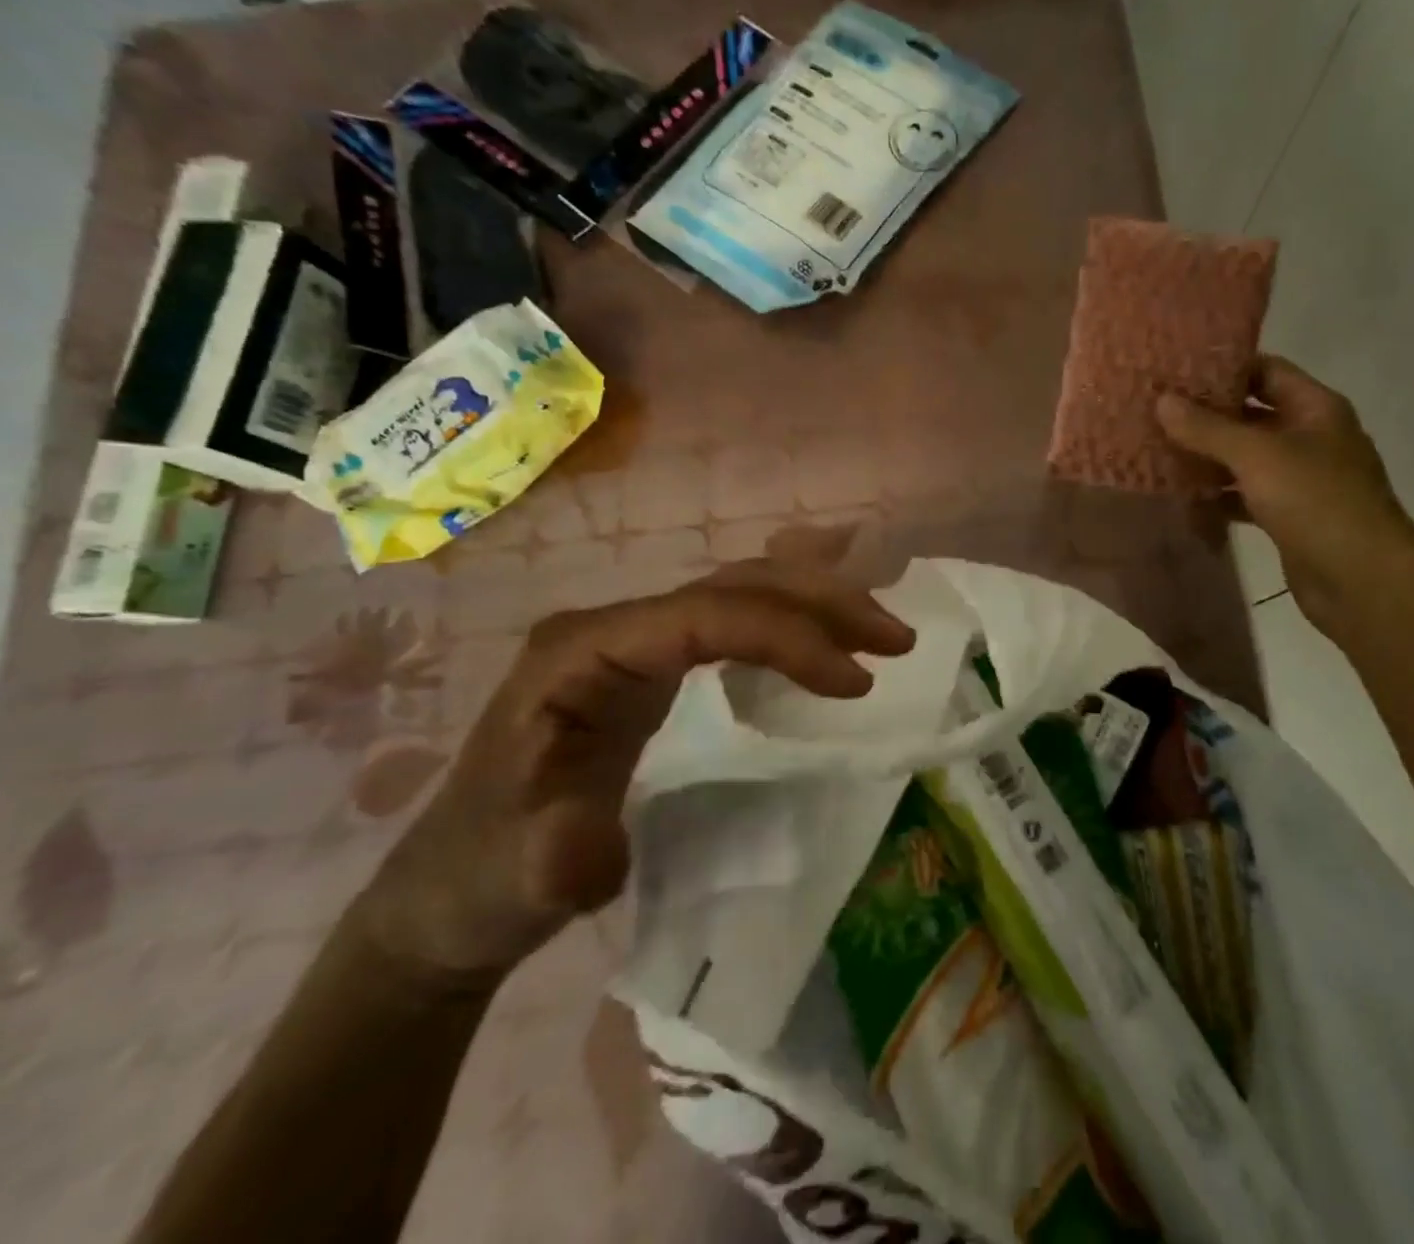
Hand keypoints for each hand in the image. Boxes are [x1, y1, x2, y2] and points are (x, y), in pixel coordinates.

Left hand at [357, 561, 915, 982]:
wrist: (451, 893)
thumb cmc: (481, 878)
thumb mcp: (513, 878)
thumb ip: (555, 858)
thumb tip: (600, 857)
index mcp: (582, 651)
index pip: (705, 616)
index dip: (787, 637)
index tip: (858, 683)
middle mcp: (614, 627)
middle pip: (734, 586)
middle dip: (821, 603)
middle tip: (896, 639)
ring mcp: (634, 641)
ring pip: (741, 592)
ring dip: (816, 603)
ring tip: (881, 634)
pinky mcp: (652, 666)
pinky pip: (736, 621)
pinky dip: (792, 623)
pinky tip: (829, 639)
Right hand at [1156, 356, 1413, 633]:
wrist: (1361, 580)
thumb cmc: (1316, 501)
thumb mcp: (1257, 455)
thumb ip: (1207, 428)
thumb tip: (1162, 401)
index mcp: (1315, 409)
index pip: (1266, 370)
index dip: (1224, 366)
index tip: (1176, 370)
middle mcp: (1310, 437)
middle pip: (1252, 415)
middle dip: (1207, 415)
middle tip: (1156, 411)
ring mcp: (1300, 479)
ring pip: (1245, 458)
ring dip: (1207, 457)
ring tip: (1157, 450)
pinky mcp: (1288, 516)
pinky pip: (1245, 496)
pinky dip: (1217, 495)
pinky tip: (1182, 497)